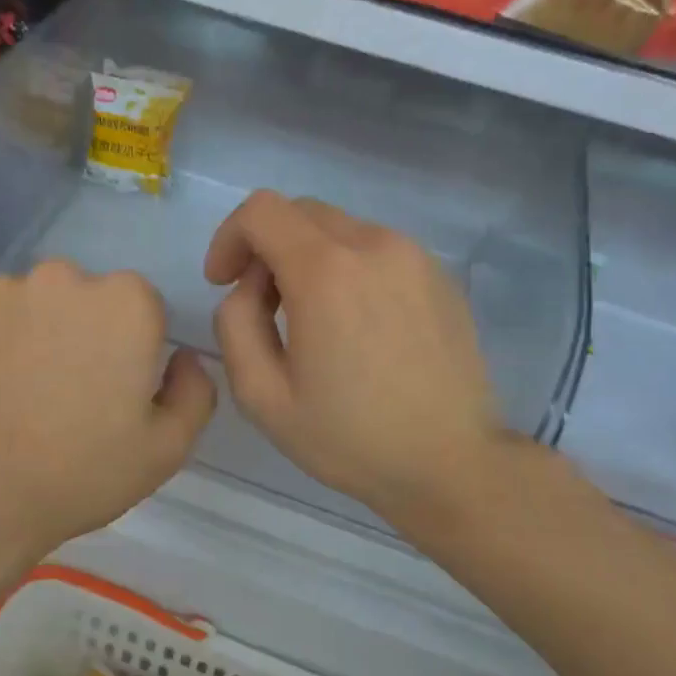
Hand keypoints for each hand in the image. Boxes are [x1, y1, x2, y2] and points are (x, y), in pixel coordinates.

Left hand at [0, 260, 215, 563]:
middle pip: (84, 298)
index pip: (142, 308)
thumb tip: (183, 358)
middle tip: (67, 392)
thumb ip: (195, 391)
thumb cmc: (81, 472)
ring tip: (19, 393)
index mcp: (125, 302)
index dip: (133, 349)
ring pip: (30, 304)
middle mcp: (62, 277)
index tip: (115, 390)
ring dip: (33, 333)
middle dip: (83, 332)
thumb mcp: (167, 447)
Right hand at [205, 191, 508, 532]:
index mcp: (326, 272)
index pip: (261, 211)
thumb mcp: (262, 396)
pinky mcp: (440, 275)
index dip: (229, 238)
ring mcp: (415, 257)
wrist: (452, 464)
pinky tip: (356, 327)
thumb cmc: (349, 438)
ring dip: (308, 259)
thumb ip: (235, 325)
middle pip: (300, 213)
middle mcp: (374, 246)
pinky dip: (349, 270)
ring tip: (311, 322)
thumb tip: (249, 288)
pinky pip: (376, 251)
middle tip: (263, 307)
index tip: (223, 282)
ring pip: (340, 230)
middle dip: (266, 249)